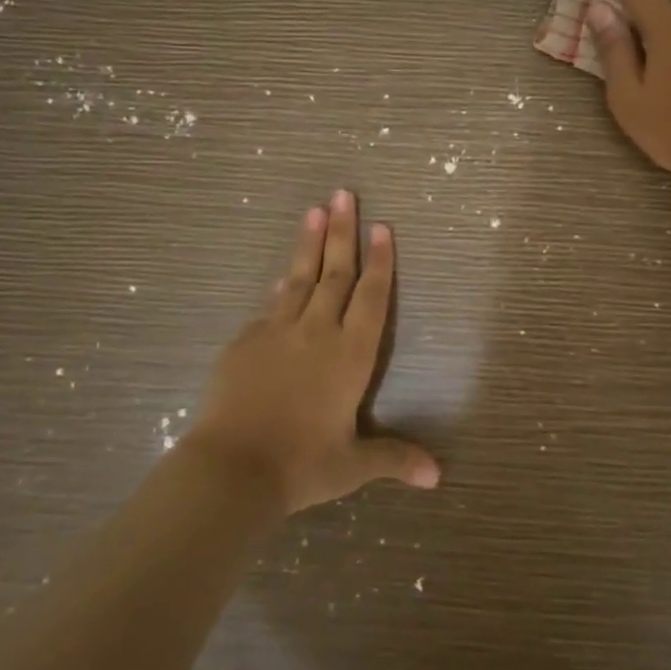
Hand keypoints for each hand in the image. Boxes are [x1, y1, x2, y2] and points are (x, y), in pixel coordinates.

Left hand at [186, 190, 439, 515]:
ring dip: (309, 243)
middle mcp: (317, 332)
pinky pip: (270, 306)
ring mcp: (278, 332)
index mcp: (350, 355)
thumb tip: (438, 475)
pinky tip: (282, 278)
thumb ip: (394, 458)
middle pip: (334, 273)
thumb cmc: (301, 465)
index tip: (382, 226)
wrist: (232, 468)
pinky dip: (281, 288)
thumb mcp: (352, 465)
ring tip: (315, 209)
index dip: (379, 261)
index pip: (370, 297)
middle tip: (344, 193)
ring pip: (299, 277)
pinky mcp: (245, 341)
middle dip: (342, 231)